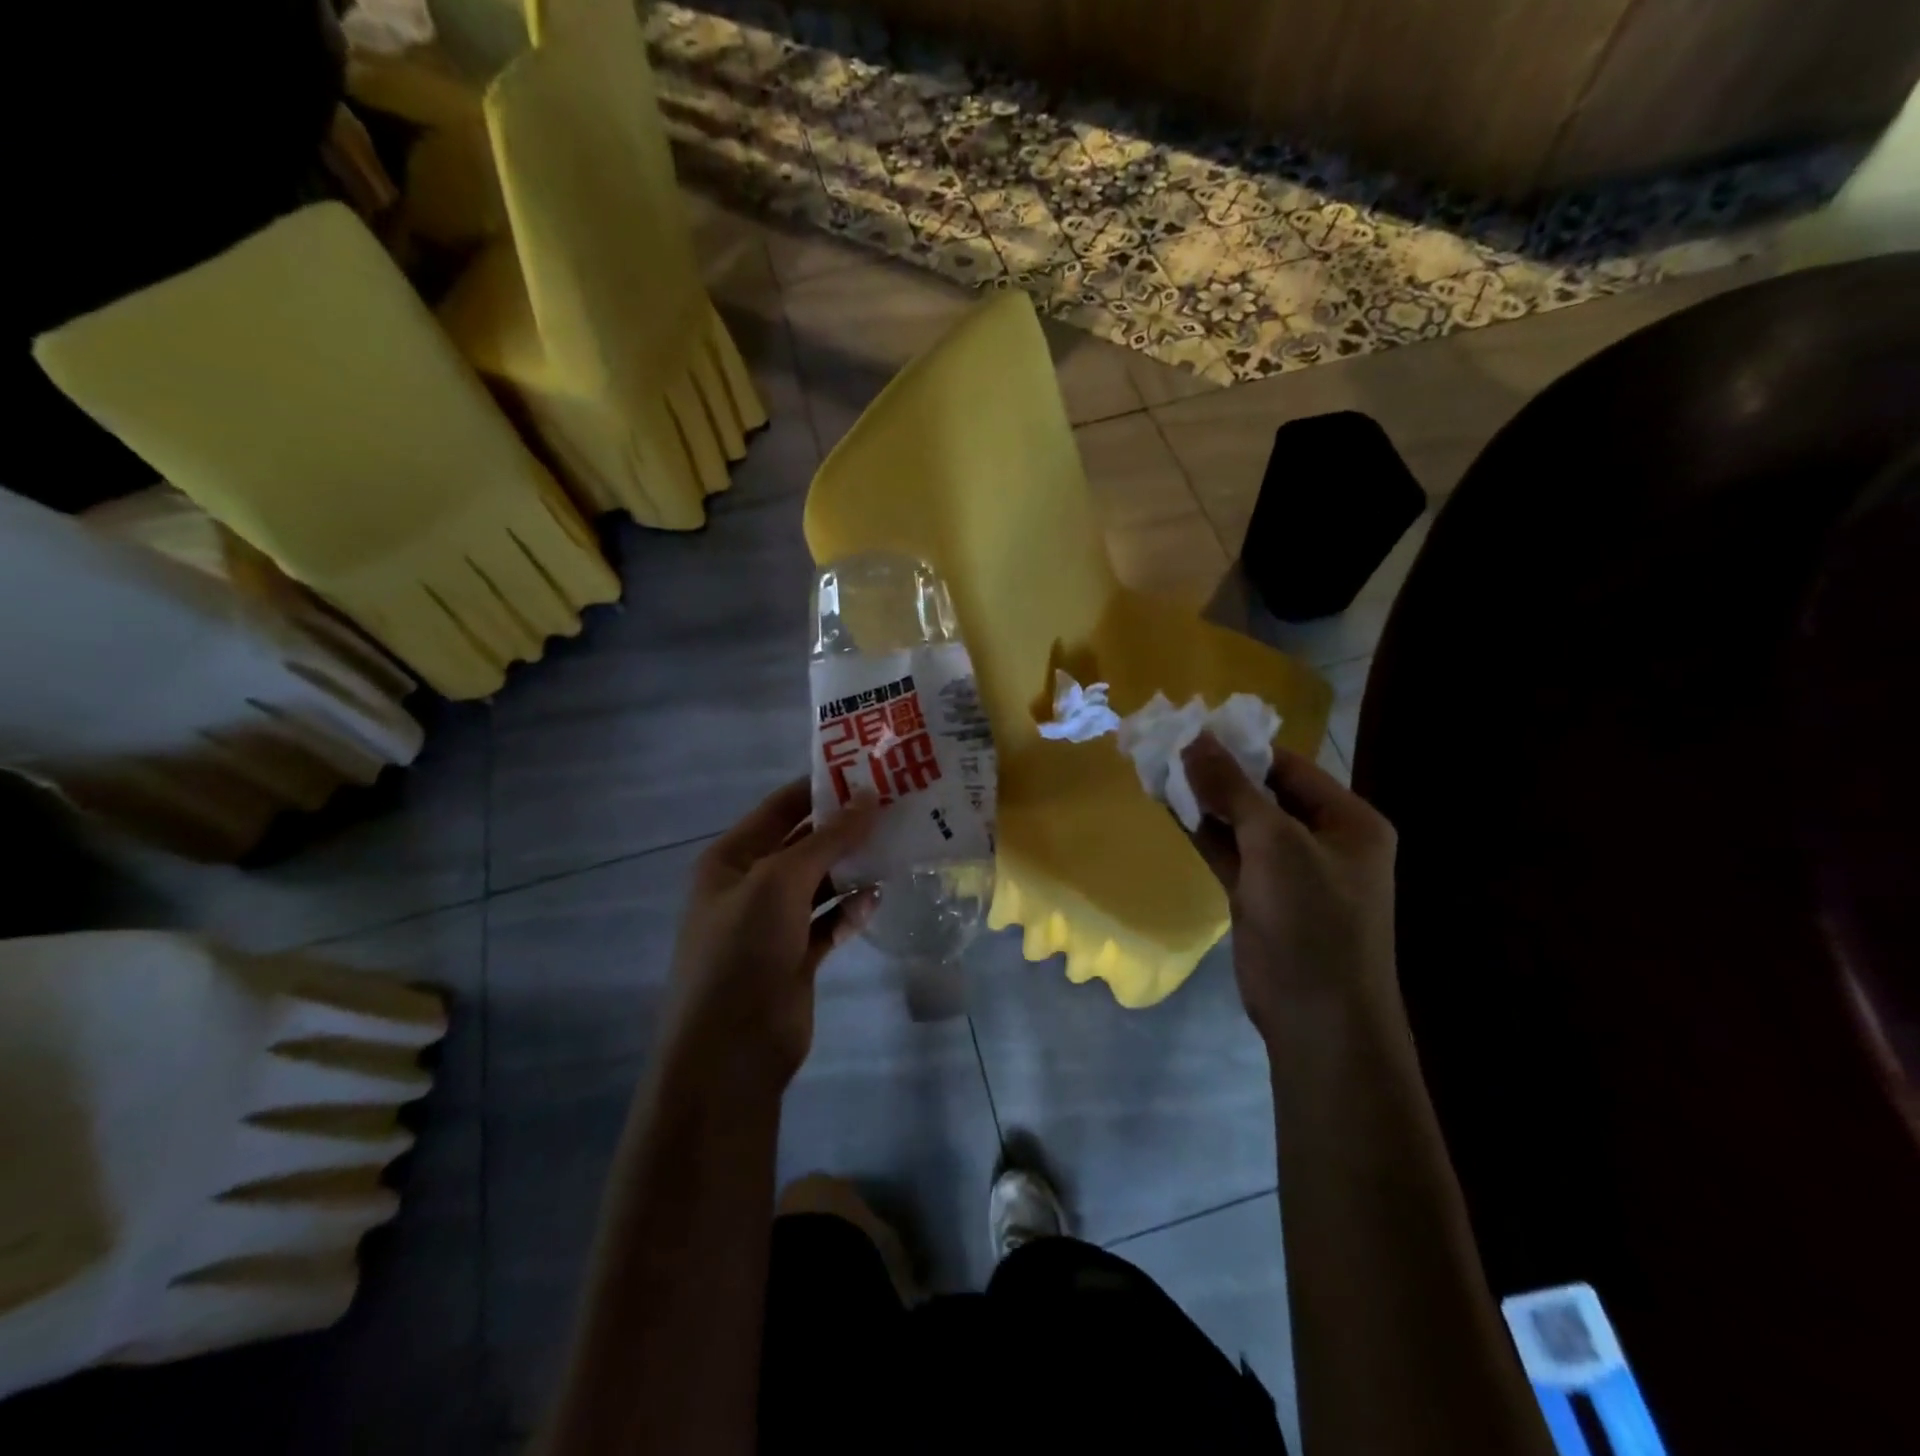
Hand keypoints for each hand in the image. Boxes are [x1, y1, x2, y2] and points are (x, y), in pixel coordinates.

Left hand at [661, 780, 876, 1090]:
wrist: (730, 1051)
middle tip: (896, 807)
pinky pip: (830, 922)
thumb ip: (827, 839)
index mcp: (731, 858)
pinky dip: (851, 910)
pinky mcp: (797, 957)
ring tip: (897, 847)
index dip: (821, 788)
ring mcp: (774, 924)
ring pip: (821, 883)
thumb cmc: (743, 950)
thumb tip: (868, 797)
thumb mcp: (780, 881)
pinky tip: (878, 899)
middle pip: (804, 844)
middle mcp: (750, 885)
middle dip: (844, 828)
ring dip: (852, 869)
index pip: (780, 808)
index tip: (869, 772)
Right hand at [1182, 734, 1398, 1040]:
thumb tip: (1194, 738)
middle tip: (1166, 743)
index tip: (1191, 726)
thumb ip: (1232, 790)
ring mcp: (1287, 870)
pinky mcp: (1258, 895)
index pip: (1288, 767)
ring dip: (1203, 798)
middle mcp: (1321, 839)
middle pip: (1262, 792)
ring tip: (1157, 766)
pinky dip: (1200, 829)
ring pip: (1239, 822)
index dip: (1240, 746)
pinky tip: (1167, 804)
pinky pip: (1227, 850)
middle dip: (1216, 771)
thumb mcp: (1275, 845)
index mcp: (1347, 821)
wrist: (1317, 1019)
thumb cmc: (1313, 921)